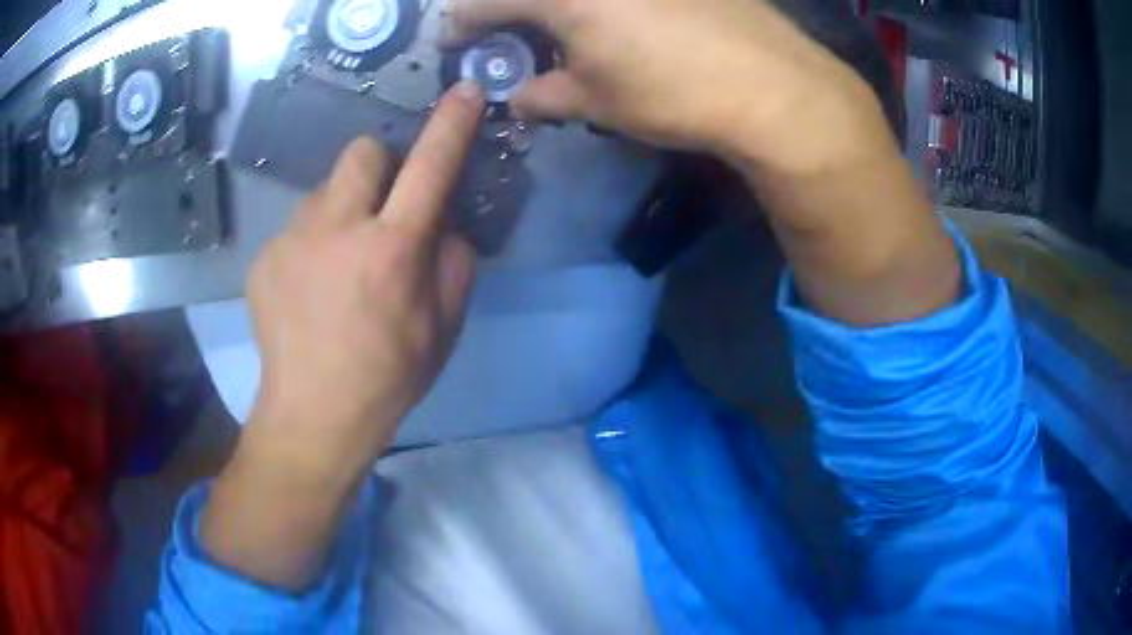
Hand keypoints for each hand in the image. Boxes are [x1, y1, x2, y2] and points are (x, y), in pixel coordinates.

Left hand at [200, 82, 484, 589]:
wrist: (312, 416)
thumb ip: (454, 262)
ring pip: (324, 191)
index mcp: (392, 250)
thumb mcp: (444, 328)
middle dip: (379, 167)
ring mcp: (292, 240)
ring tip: (336, 265)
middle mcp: (339, 230)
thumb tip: (443, 223)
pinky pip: (297, 227)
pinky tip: (309, 289)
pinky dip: (311, 243)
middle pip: (361, 151)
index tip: (465, 92)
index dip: (452, 125)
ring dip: (341, 211)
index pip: (431, 167)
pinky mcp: (263, 257)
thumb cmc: (388, 378)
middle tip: (379, 212)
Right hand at [449, 0, 957, 326]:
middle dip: (505, 10)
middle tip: (507, 35)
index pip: (482, 3)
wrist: (774, 86)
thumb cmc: (675, 94)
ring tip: (564, 32)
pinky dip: (599, 4)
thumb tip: (517, 98)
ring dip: (553, 7)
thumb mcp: (597, 102)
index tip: (453, 41)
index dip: (460, 24)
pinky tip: (616, 19)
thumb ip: (544, 96)